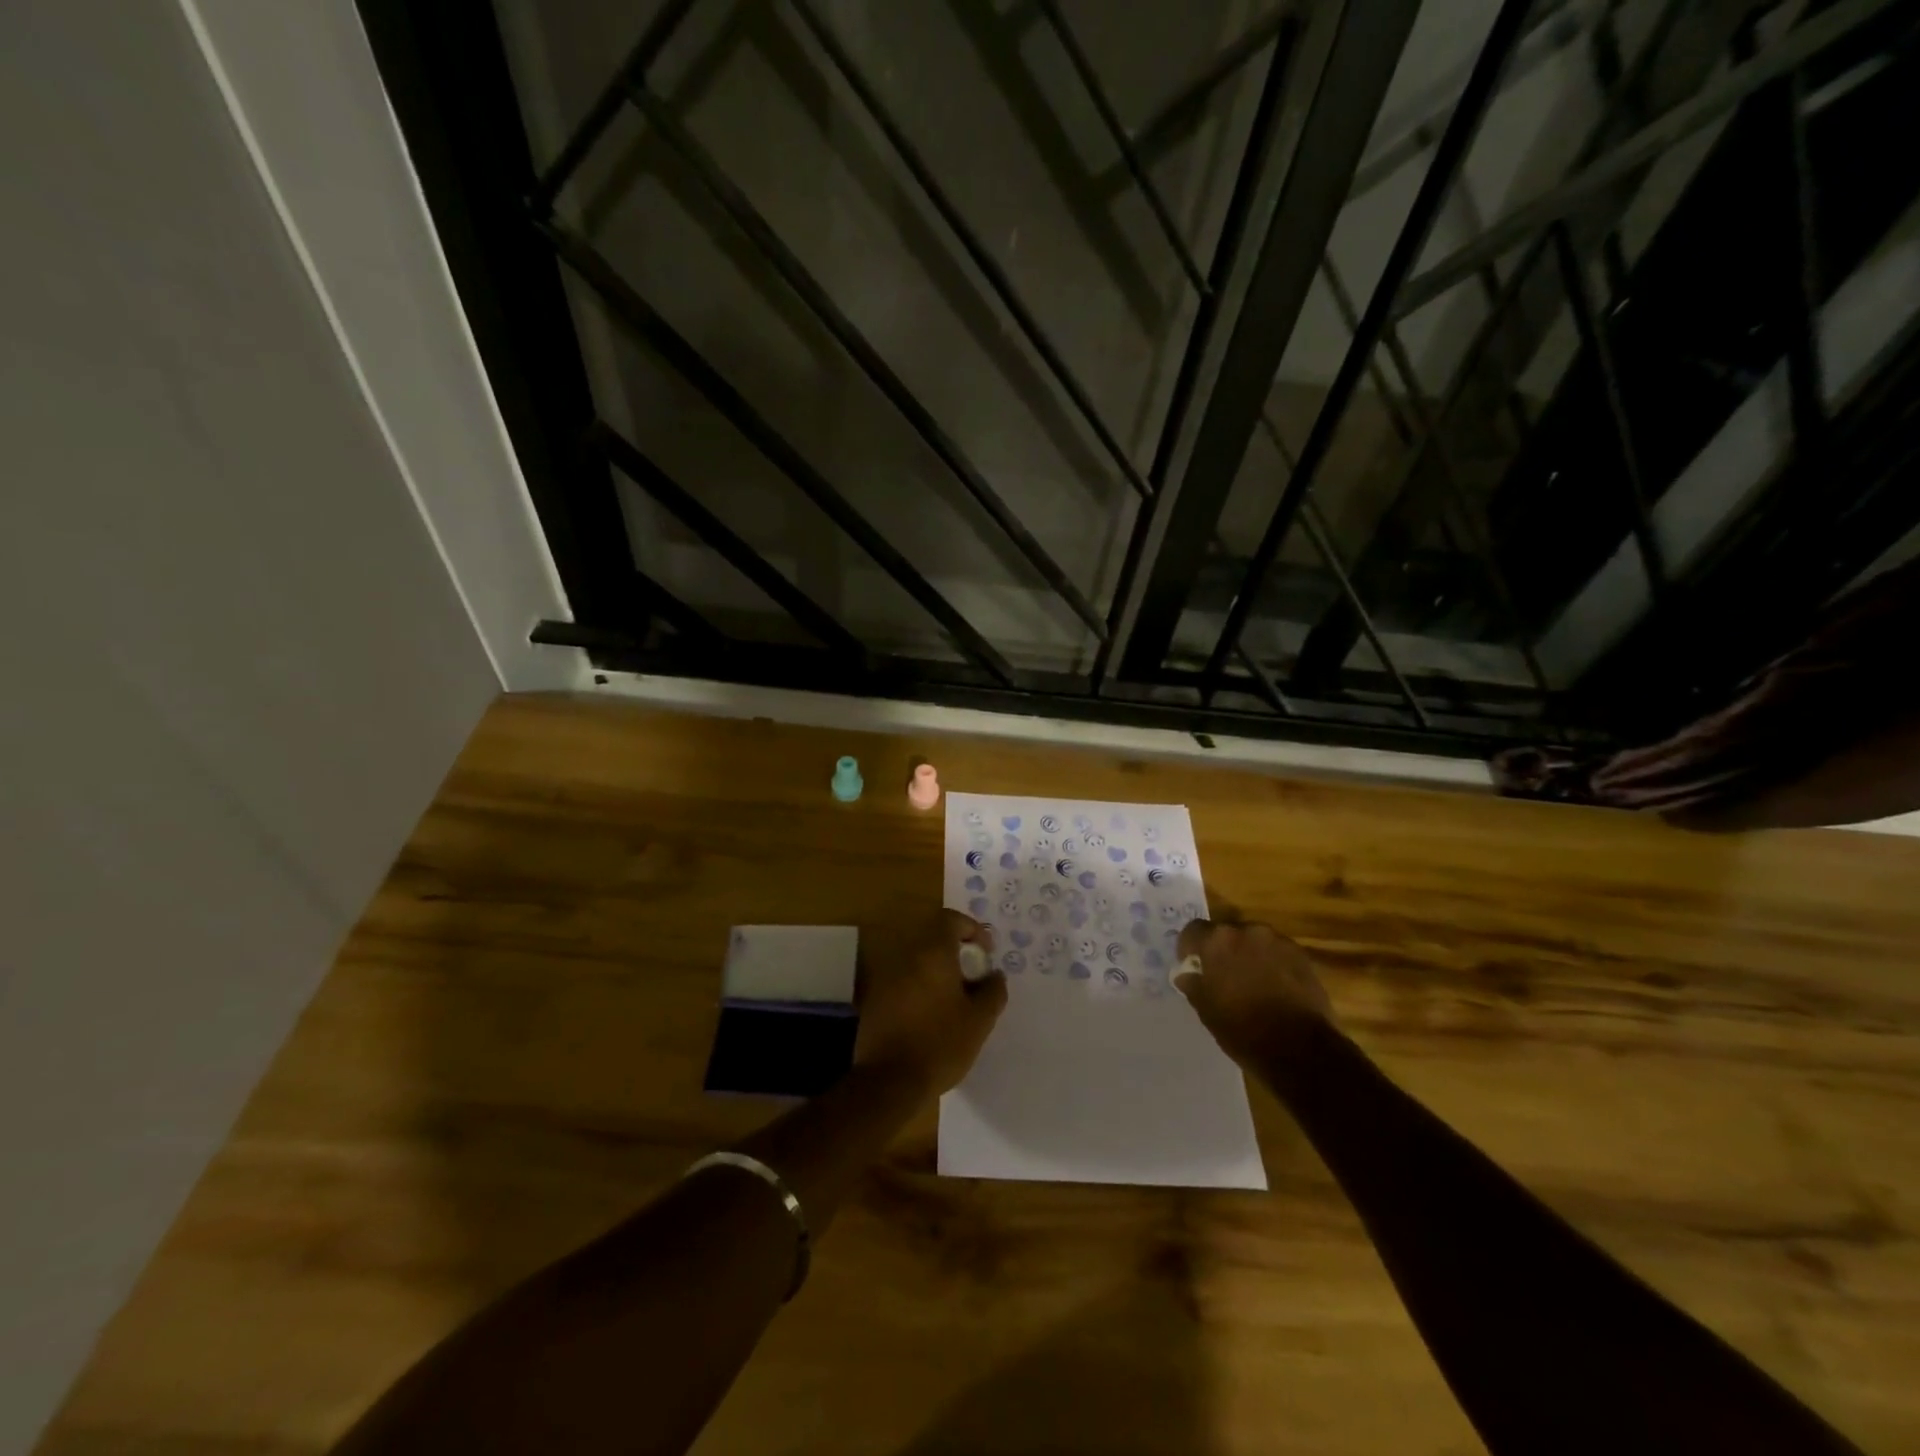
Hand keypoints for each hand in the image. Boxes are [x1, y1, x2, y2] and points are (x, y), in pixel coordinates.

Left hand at [855, 911, 1007, 1098]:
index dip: (971, 929)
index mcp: (933, 953)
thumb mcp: (979, 1020)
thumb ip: (993, 991)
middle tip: (973, 979)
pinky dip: (920, 989)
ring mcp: (887, 977)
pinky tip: (931, 1017)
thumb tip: (994, 975)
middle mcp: (906, 957)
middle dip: (956, 954)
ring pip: (918, 962)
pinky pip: (904, 982)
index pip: (950, 919)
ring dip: (938, 973)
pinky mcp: (875, 999)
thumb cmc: (941, 1044)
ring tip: (956, 1001)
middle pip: (933, 940)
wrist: (889, 1081)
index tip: (985, 953)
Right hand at [1174, 918, 1331, 1067]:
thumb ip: (1193, 984)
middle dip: (1222, 951)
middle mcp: (1247, 931)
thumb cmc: (1243, 1029)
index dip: (1189, 948)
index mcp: (1217, 941)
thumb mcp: (1206, 1010)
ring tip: (1252, 983)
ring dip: (1248, 956)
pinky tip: (1275, 989)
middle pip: (1226, 933)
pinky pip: (1277, 953)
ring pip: (1254, 942)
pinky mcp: (1302, 956)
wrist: (1300, 1049)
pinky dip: (1272, 964)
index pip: (1193, 930)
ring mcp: (1278, 942)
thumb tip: (1186, 974)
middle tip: (1223, 976)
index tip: (1192, 966)